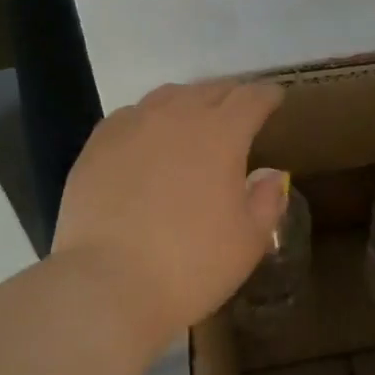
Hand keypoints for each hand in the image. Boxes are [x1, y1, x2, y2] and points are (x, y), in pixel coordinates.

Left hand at [53, 79, 288, 351]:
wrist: (107, 284)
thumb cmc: (191, 265)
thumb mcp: (248, 241)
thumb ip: (267, 200)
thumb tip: (271, 174)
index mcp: (222, 133)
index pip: (252, 97)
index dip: (268, 95)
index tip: (275, 99)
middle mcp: (178, 116)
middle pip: (211, 90)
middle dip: (231, 95)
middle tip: (240, 109)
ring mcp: (133, 125)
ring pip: (168, 96)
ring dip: (190, 101)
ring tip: (195, 117)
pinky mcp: (98, 143)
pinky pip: (132, 115)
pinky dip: (150, 118)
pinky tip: (148, 137)